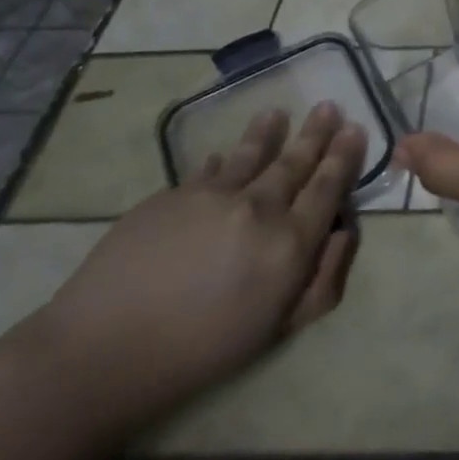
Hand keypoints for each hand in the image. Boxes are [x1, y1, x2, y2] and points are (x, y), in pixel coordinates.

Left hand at [27, 102, 363, 434]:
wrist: (103, 352)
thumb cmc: (203, 351)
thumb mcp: (279, 330)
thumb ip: (323, 280)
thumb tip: (344, 233)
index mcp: (290, 243)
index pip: (328, 188)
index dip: (344, 157)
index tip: (355, 129)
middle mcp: (258, 207)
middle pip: (295, 161)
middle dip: (317, 133)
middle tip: (329, 107)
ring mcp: (213, 195)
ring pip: (252, 153)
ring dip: (269, 131)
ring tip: (277, 113)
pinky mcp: (172, 194)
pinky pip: (209, 169)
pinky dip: (224, 160)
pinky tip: (225, 155)